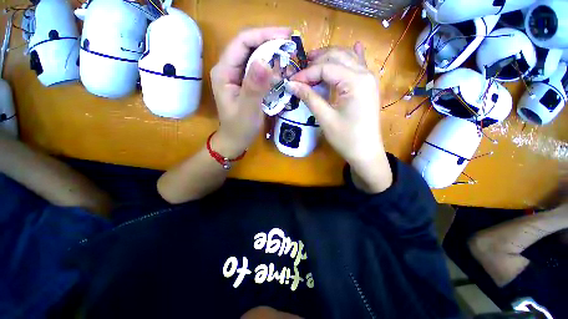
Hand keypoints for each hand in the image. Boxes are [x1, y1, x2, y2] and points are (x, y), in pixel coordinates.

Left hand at [210, 27, 291, 157]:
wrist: (235, 140)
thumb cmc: (239, 128)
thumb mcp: (247, 110)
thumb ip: (254, 87)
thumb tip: (265, 62)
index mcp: (224, 71)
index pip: (243, 42)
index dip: (264, 35)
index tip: (286, 36)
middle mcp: (229, 69)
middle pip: (249, 46)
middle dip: (270, 43)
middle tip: (291, 46)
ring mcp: (237, 76)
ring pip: (255, 57)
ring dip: (272, 55)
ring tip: (289, 58)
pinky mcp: (245, 83)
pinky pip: (259, 70)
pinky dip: (271, 68)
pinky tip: (281, 72)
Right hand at [287, 43, 392, 192]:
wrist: (366, 152)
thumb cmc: (346, 138)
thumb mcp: (325, 118)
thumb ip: (309, 97)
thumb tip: (291, 84)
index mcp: (355, 81)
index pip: (326, 68)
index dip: (307, 73)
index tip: (292, 81)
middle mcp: (364, 74)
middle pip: (337, 57)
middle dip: (317, 61)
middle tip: (299, 70)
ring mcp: (369, 79)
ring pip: (348, 58)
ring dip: (330, 58)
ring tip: (313, 62)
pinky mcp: (368, 86)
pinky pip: (360, 65)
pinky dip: (352, 57)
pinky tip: (354, 46)